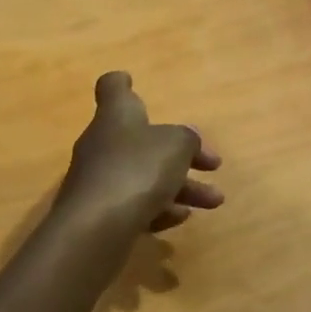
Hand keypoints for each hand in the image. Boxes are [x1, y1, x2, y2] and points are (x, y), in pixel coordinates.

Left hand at [56, 72, 223, 232]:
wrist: (95, 229)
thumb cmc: (137, 170)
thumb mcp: (176, 145)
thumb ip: (187, 140)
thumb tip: (187, 142)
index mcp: (117, 116)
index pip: (112, 88)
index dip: (123, 84)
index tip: (132, 82)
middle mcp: (103, 144)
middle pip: (143, 141)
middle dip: (181, 155)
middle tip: (213, 165)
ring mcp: (99, 181)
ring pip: (145, 177)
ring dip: (181, 187)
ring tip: (214, 201)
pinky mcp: (99, 214)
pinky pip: (134, 205)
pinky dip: (158, 209)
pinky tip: (180, 219)